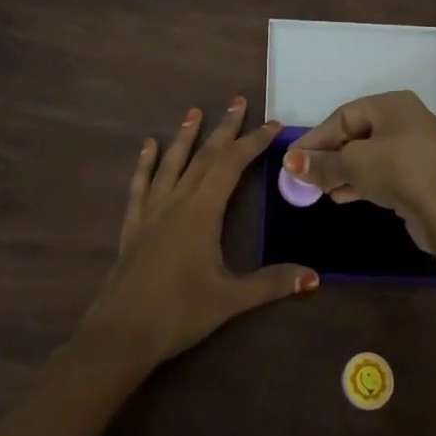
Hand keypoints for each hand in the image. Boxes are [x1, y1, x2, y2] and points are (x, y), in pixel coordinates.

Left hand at [77, 97, 317, 369]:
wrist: (120, 334)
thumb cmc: (178, 313)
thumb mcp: (230, 298)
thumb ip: (271, 283)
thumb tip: (314, 276)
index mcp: (202, 212)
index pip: (231, 165)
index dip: (253, 142)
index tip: (272, 124)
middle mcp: (177, 201)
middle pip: (204, 156)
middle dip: (224, 128)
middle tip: (238, 101)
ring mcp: (152, 211)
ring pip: (172, 163)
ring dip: (186, 136)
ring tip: (195, 111)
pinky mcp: (133, 225)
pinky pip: (141, 185)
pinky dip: (146, 163)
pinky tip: (148, 147)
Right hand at [284, 90, 435, 251]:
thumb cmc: (399, 172)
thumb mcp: (354, 164)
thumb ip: (322, 163)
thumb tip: (290, 163)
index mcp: (393, 104)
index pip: (343, 116)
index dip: (316, 138)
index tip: (292, 159)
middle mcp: (405, 120)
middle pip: (355, 135)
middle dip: (328, 156)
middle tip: (304, 176)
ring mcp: (414, 149)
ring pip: (368, 156)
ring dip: (342, 172)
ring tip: (319, 190)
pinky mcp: (418, 177)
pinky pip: (381, 173)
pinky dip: (360, 182)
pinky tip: (340, 196)